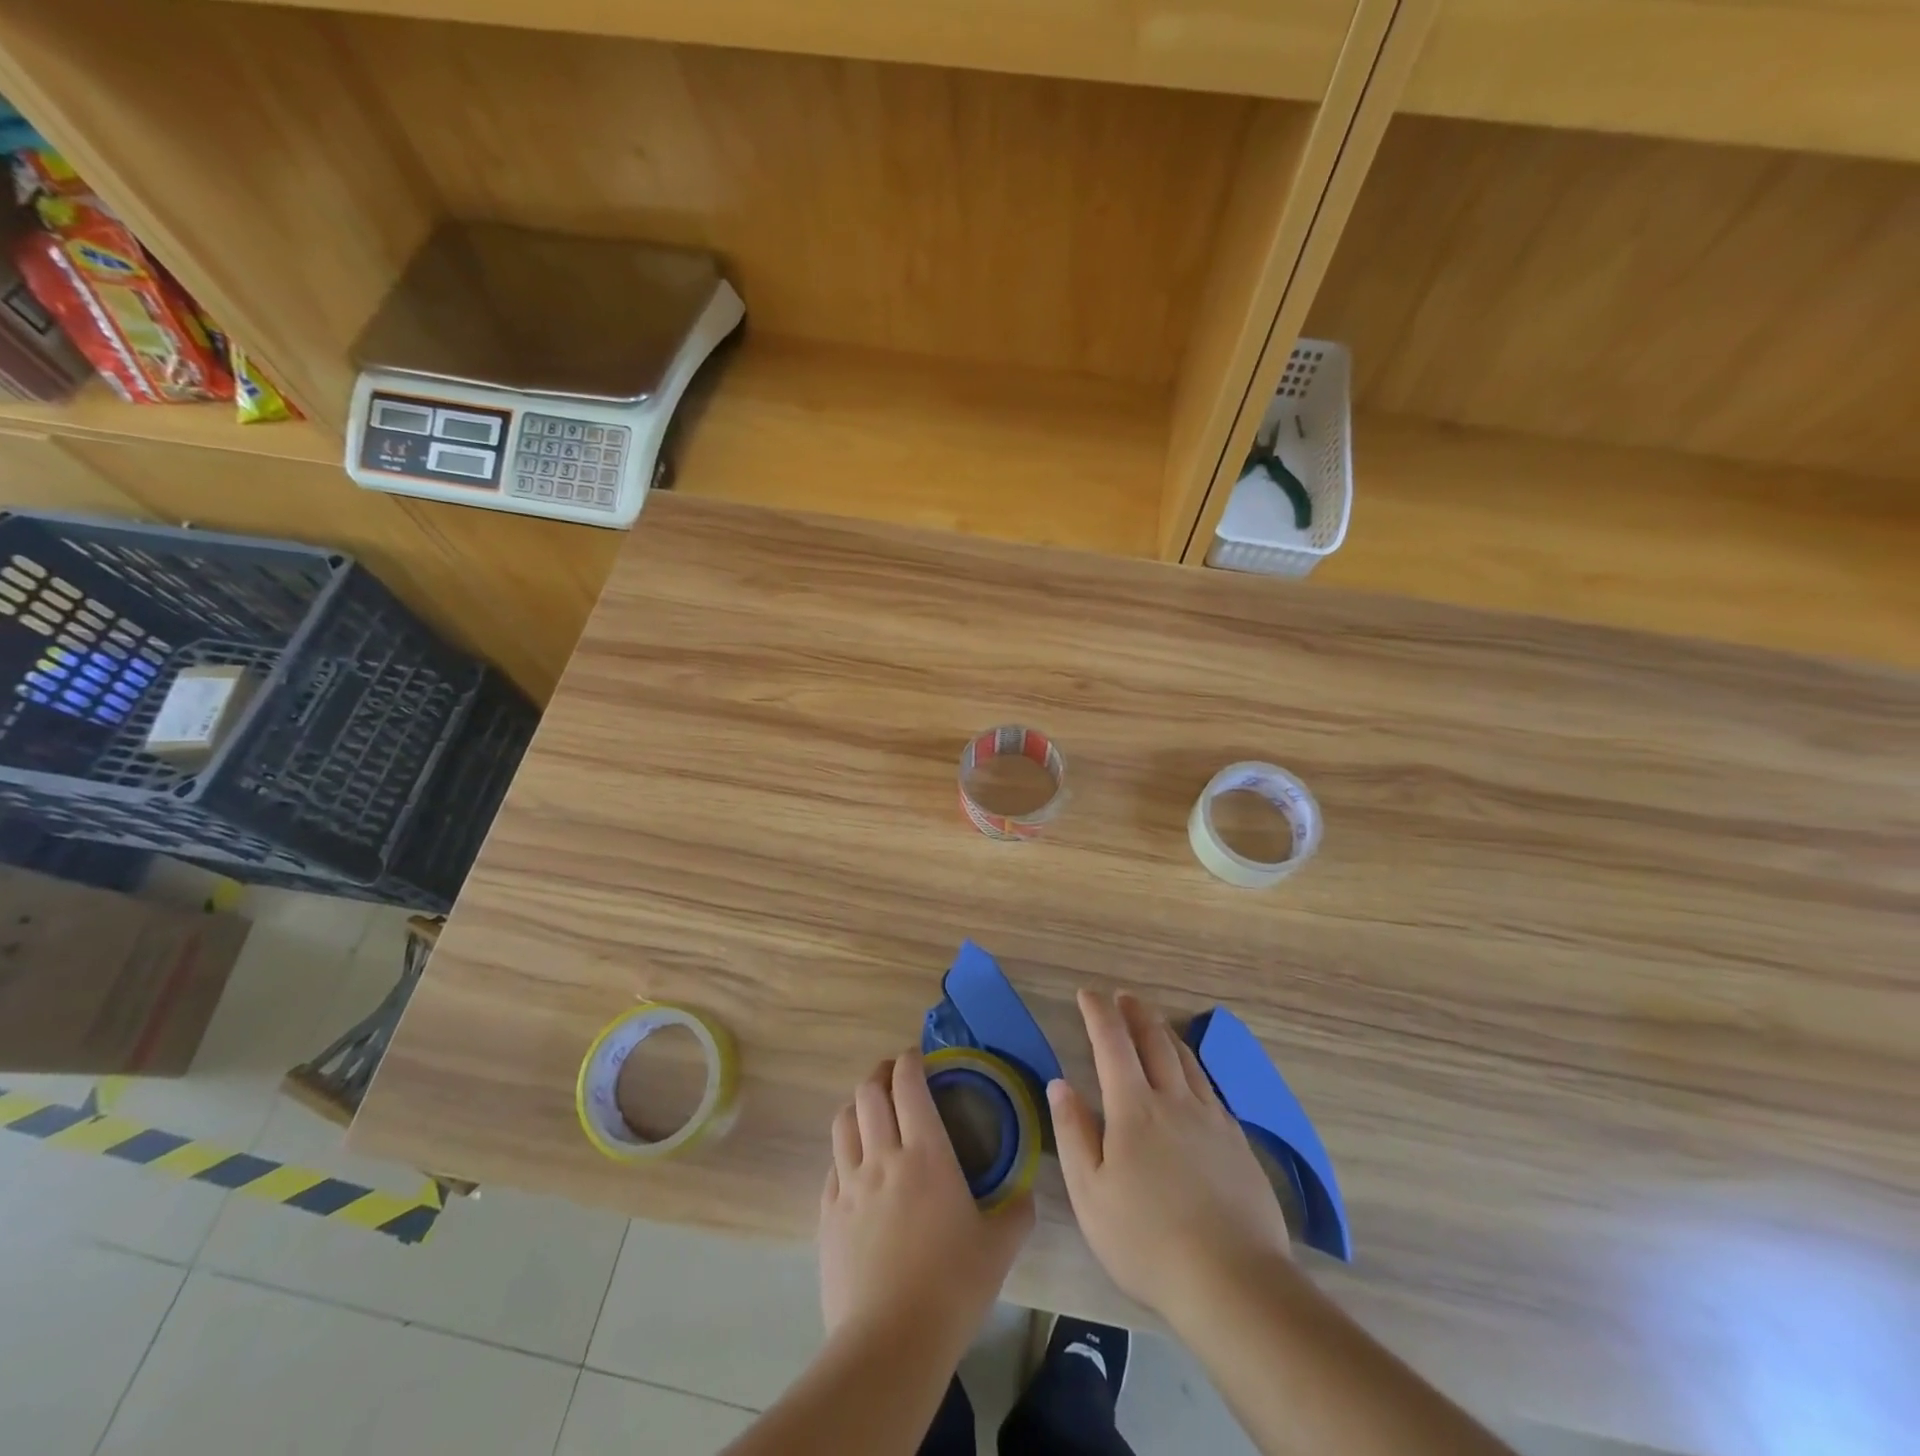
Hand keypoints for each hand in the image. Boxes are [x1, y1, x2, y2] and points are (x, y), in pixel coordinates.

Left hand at [818, 1050, 1033, 1359]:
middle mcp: (882, 1156)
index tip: (918, 1057)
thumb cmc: (951, 1287)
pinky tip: (855, 1167)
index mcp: (925, 1153)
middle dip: (880, 1073)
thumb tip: (1027, 1194)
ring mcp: (849, 1185)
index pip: (908, 1084)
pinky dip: (844, 1152)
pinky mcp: (827, 1215)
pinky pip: (832, 1166)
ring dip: (857, 1106)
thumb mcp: (998, 1249)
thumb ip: (1016, 1213)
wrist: (889, 1344)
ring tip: (870, 1111)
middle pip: (868, 1092)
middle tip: (894, 1076)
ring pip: (843, 1122)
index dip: (909, 1061)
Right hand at [1050, 990, 1289, 1325]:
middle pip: (1155, 1040)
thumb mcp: (1090, 1194)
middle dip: (1135, 1012)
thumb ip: (1073, 1132)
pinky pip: (1210, 1087)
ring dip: (1165, 1033)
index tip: (1087, 993)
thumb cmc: (1147, 1240)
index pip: (1112, 1042)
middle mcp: (1174, 1100)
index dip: (1098, 1012)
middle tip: (1123, 996)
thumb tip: (1059, 1083)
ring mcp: (1211, 1119)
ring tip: (1154, 1023)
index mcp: (1134, 1108)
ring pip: (1186, 1059)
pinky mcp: (1237, 1142)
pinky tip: (1192, 1077)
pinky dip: (1193, 1066)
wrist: (1234, 1281)